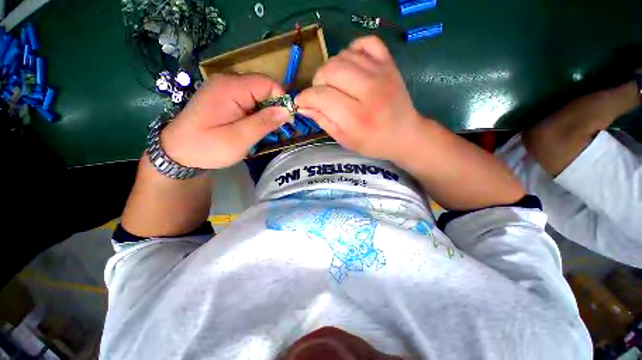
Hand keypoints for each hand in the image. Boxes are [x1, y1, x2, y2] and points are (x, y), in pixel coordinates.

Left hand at [161, 74, 290, 168]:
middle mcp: (228, 80)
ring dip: (265, 111)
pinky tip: (251, 125)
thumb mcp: (239, 139)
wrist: (178, 151)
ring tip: (261, 129)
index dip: (281, 101)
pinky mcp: (223, 95)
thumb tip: (287, 111)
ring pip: (257, 94)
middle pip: (263, 87)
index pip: (268, 84)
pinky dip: (256, 111)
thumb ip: (264, 123)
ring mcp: (224, 87)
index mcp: (231, 88)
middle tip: (272, 130)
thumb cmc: (207, 147)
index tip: (285, 121)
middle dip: (274, 107)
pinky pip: (248, 98)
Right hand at [295, 36, 422, 160]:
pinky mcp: (389, 63)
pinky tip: (351, 66)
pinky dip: (353, 51)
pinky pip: (365, 42)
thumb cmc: (373, 142)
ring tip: (336, 85)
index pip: (321, 96)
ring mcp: (381, 73)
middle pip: (329, 71)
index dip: (305, 98)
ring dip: (332, 69)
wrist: (404, 134)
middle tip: (321, 94)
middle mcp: (368, 91)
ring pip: (343, 56)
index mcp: (356, 117)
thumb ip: (323, 121)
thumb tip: (303, 106)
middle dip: (317, 82)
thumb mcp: (344, 140)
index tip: (301, 102)